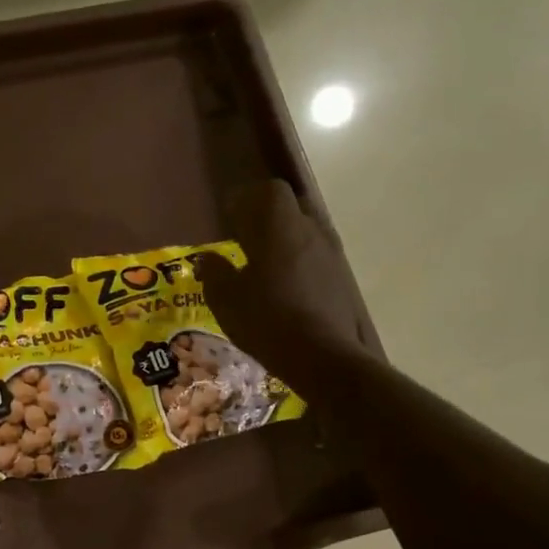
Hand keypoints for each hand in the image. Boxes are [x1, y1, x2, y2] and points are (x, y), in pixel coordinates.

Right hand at [196, 180, 368, 390]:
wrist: (323, 356)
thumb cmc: (267, 320)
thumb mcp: (226, 299)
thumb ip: (214, 272)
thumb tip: (206, 258)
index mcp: (280, 228)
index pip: (269, 191)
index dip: (247, 199)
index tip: (229, 217)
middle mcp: (311, 231)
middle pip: (290, 208)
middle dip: (266, 217)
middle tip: (244, 239)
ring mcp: (331, 255)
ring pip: (305, 233)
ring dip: (284, 241)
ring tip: (263, 266)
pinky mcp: (342, 279)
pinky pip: (315, 258)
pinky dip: (298, 263)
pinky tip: (284, 289)